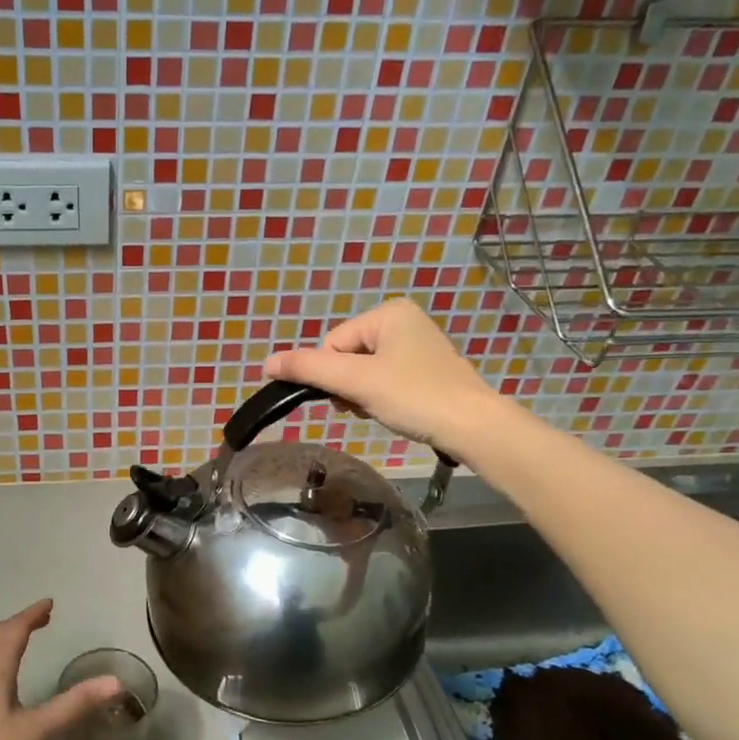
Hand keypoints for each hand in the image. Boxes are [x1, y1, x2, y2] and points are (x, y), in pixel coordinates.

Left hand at [0, 599, 122, 739]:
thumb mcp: (35, 731)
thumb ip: (73, 706)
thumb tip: (114, 682)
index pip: (14, 630)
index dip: (32, 615)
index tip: (49, 603)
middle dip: (20, 623)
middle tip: (41, 619)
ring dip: (6, 640)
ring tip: (24, 641)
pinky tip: (2, 680)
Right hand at [262, 298, 503, 455]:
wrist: (472, 427)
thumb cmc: (413, 396)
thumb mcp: (355, 381)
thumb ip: (308, 369)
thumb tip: (266, 363)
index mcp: (388, 312)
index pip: (332, 344)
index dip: (334, 375)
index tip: (353, 396)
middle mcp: (403, 320)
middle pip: (347, 357)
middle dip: (348, 386)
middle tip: (365, 405)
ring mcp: (417, 345)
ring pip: (363, 371)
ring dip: (361, 394)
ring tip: (380, 409)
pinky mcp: (426, 369)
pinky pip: (384, 379)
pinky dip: (380, 398)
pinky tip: (393, 410)